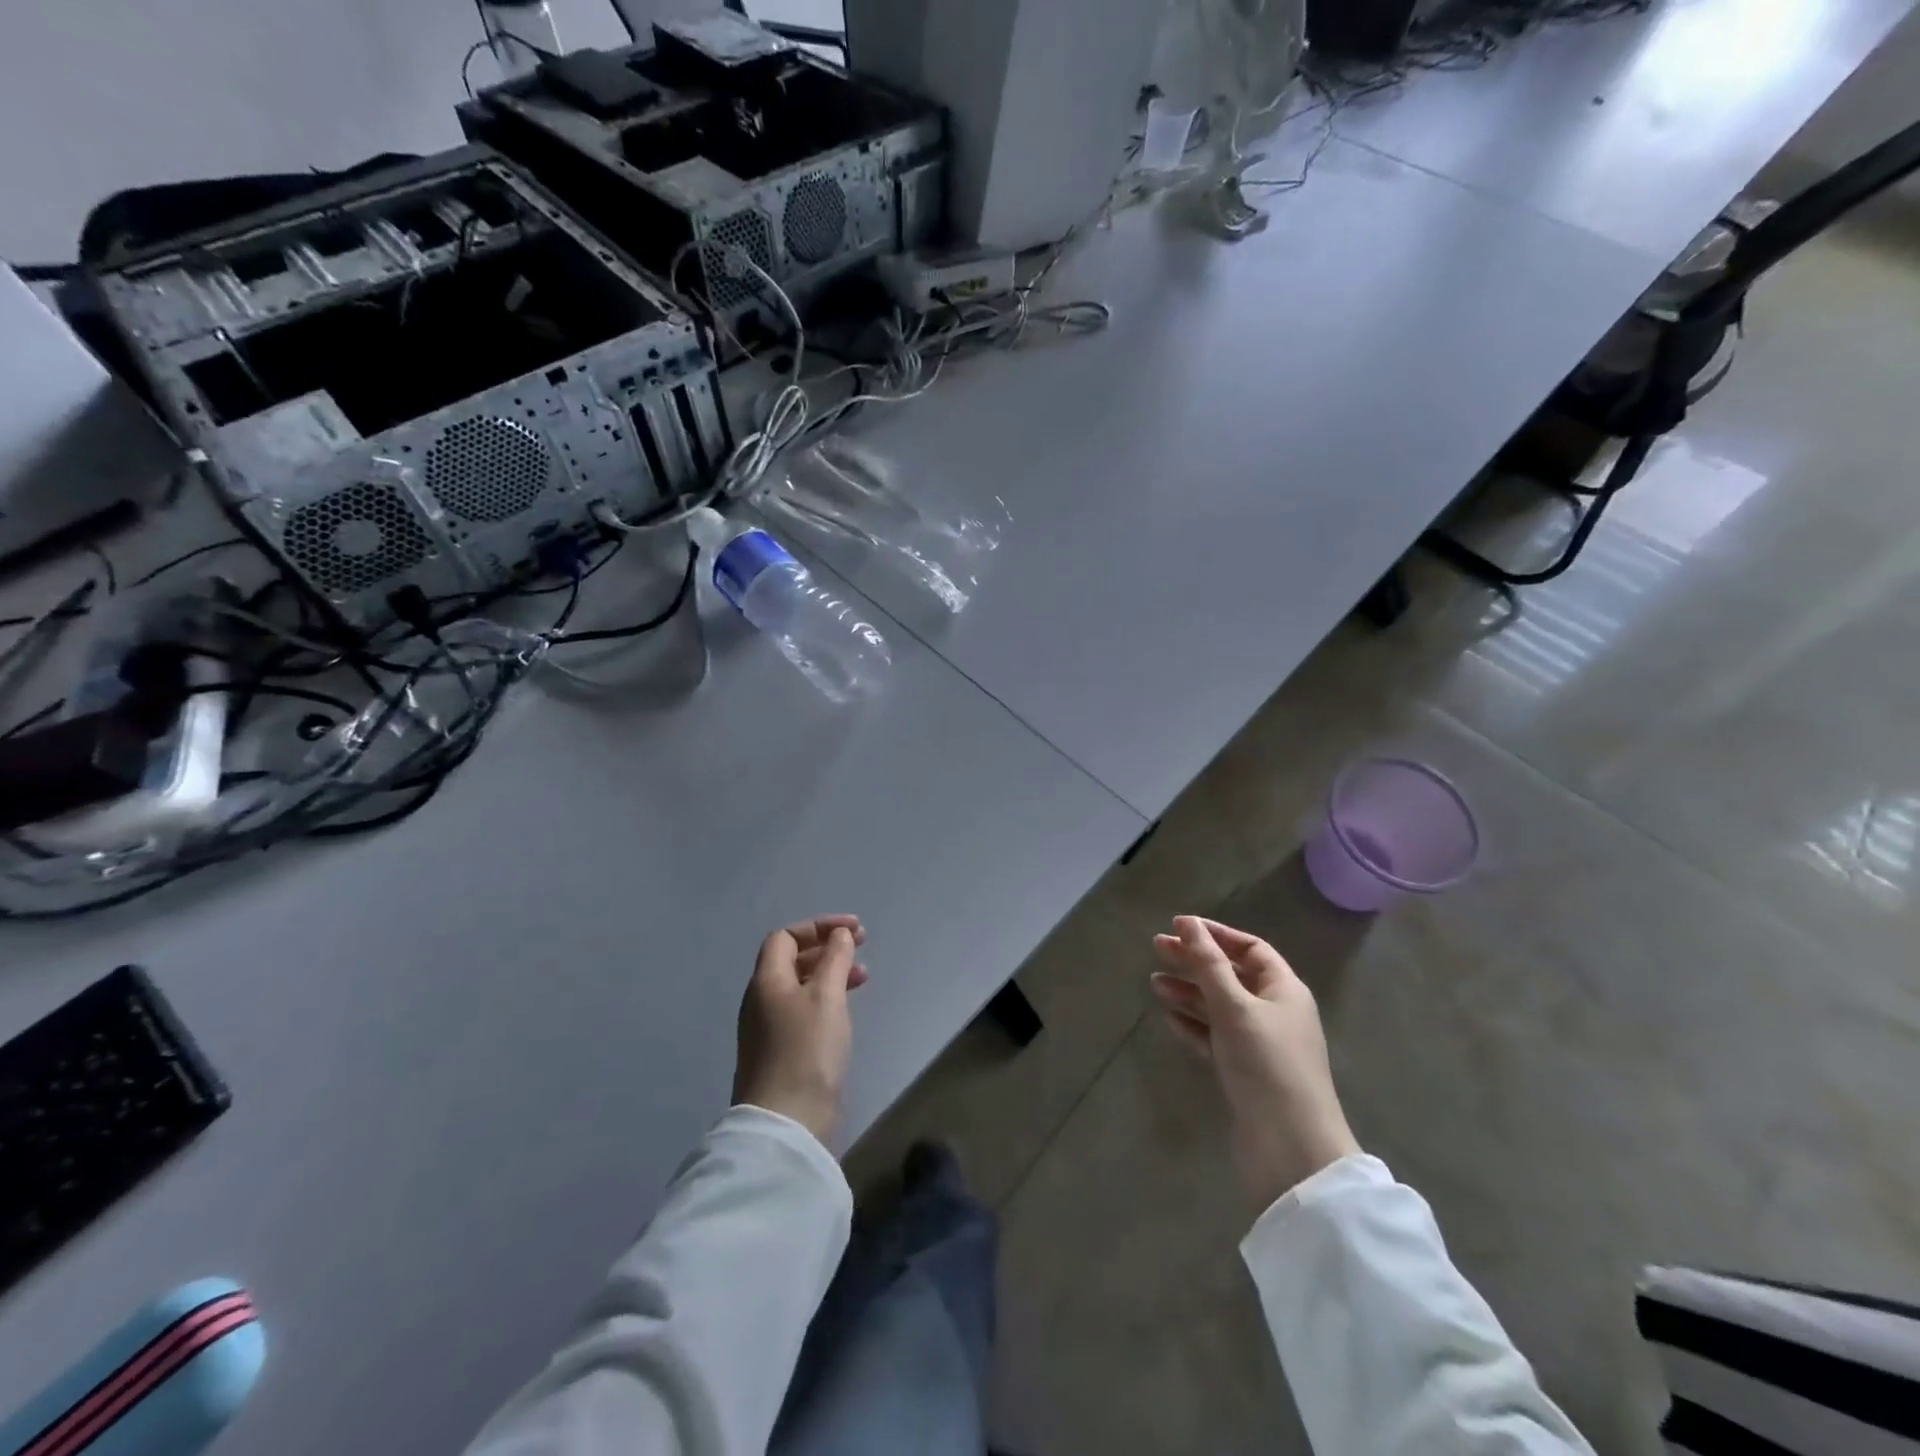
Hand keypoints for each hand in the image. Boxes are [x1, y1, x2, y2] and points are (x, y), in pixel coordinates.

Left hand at [733, 915, 869, 1144]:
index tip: (854, 931)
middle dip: (827, 948)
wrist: (787, 1123)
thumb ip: (835, 959)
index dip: (819, 927)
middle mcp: (762, 1000)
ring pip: (800, 986)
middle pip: (791, 960)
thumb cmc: (807, 1050)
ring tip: (864, 978)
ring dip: (830, 973)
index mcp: (766, 981)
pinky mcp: (781, 1053)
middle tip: (861, 947)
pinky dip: (826, 999)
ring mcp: (769, 1029)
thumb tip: (839, 936)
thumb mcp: (827, 996)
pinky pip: (803, 1010)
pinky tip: (845, 1010)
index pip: (786, 937)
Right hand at [1150, 916, 1359, 1208]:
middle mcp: (1274, 1012)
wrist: (1290, 1149)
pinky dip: (1193, 1025)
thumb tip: (1187, 923)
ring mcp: (1259, 1044)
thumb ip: (1209, 964)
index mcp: (1284, 990)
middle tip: (1156, 948)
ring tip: (1155, 983)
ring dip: (1189, 992)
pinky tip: (1170, 1019)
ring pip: (1219, 1007)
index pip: (1250, 949)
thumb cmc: (1266, 1064)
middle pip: (1230, 975)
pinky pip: (1215, 1038)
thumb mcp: (1235, 1007)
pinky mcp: (1244, 1073)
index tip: (1178, 926)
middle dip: (1195, 960)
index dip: (1215, 934)